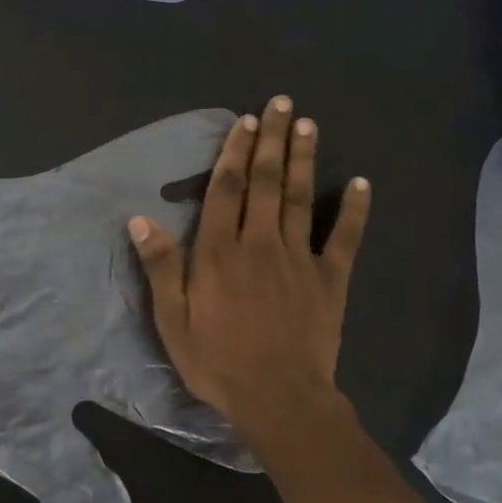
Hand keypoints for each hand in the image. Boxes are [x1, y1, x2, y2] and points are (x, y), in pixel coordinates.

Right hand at [128, 96, 369, 446]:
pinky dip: (353, 209)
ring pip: (300, 198)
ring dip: (304, 159)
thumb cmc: (217, 362)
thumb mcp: (172, 321)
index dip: (234, 153)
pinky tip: (360, 183)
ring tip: (308, 124)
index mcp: (219, 253)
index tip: (244, 122)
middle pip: (266, 182)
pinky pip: (344, 237)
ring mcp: (300, 259)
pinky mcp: (331, 279)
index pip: (226, 190)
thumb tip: (141, 220)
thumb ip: (161, 268)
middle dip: (272, 140)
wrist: (278, 397)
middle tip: (280, 104)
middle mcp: (260, 243)